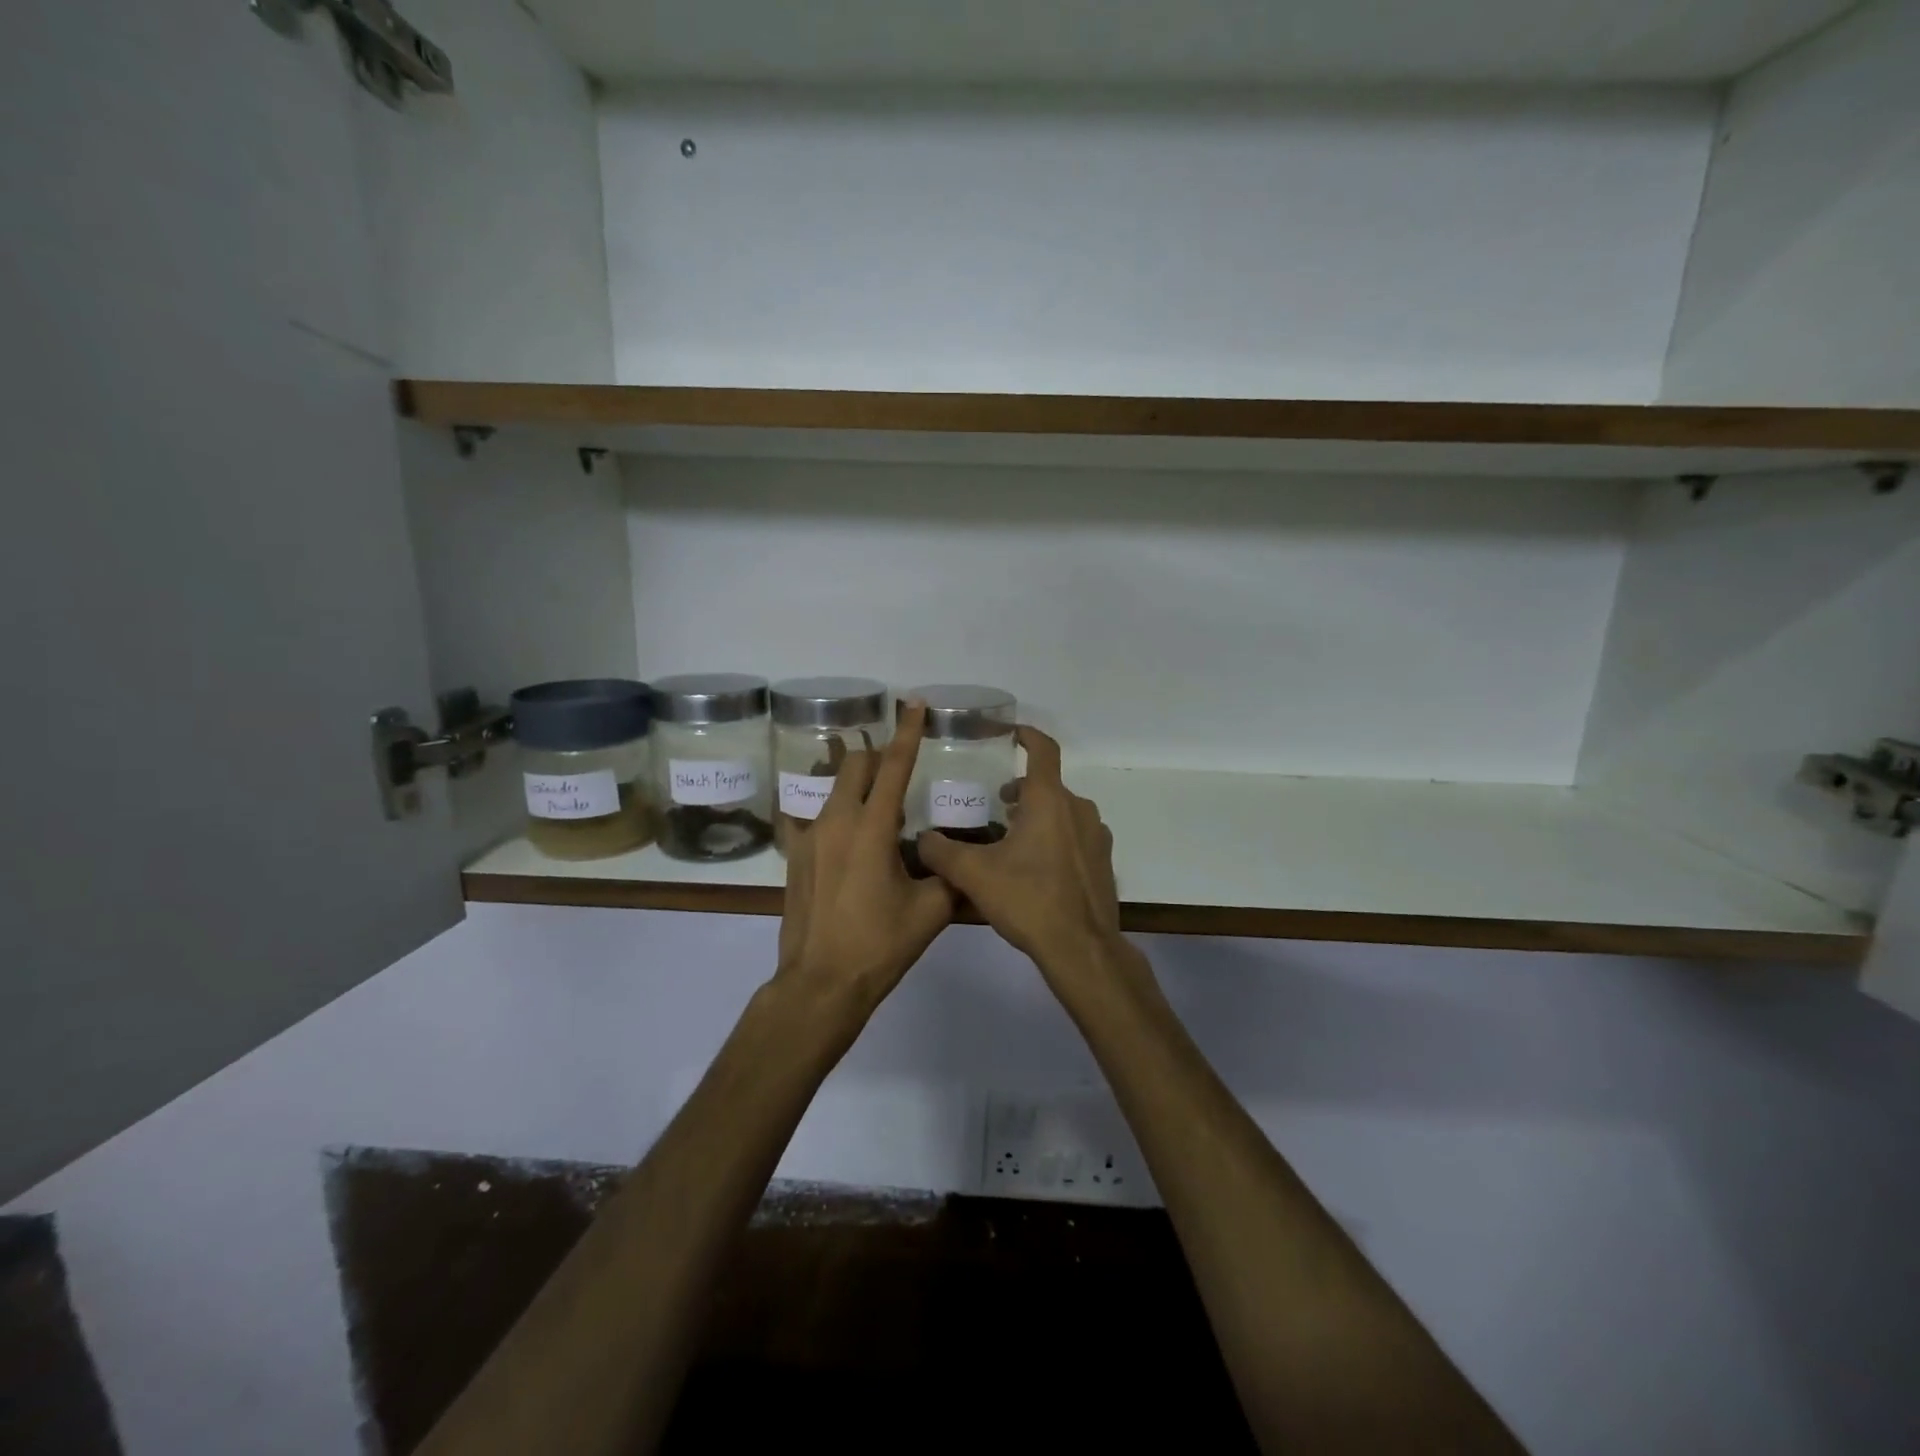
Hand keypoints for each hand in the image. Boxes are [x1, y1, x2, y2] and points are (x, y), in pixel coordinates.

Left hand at [775, 702, 955, 1013]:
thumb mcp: (931, 911)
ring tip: (877, 804)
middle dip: (879, 755)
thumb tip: (961, 858)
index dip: (908, 732)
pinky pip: (813, 816)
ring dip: (857, 783)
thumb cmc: (879, 945)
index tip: (914, 704)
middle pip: (856, 765)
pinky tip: (842, 832)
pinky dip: (833, 812)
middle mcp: (836, 820)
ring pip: (833, 788)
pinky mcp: (794, 856)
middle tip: (900, 765)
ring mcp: (809, 837)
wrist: (820, 983)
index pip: (894, 766)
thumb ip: (950, 875)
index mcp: (872, 828)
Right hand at [915, 726, 1122, 979]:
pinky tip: (1034, 869)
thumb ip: (942, 852)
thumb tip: (922, 839)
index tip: (1010, 734)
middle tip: (994, 807)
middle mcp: (1078, 809)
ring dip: (1037, 817)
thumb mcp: (973, 875)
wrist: (1081, 948)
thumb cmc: (1028, 900)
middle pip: (1047, 786)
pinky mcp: (1103, 862)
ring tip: (1010, 841)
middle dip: (1020, 791)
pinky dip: (1055, 839)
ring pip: (1062, 812)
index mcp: (1049, 800)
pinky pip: (1075, 837)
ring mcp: (1096, 836)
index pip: (1043, 749)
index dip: (1027, 735)